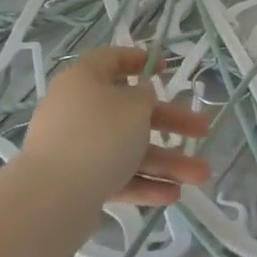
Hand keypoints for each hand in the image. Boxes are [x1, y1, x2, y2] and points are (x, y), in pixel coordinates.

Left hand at [18, 46, 211, 208]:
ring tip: (201, 177)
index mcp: (84, 82)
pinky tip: (173, 196)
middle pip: (131, 112)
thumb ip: (144, 96)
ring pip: (129, 150)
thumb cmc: (100, 136)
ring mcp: (76, 149)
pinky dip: (144, 184)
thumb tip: (140, 94)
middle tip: (204, 131)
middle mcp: (77, 112)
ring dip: (167, 162)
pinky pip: (117, 176)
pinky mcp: (78, 182)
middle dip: (173, 125)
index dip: (138, 60)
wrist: (53, 197)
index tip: (166, 69)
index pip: (110, 60)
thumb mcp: (134, 107)